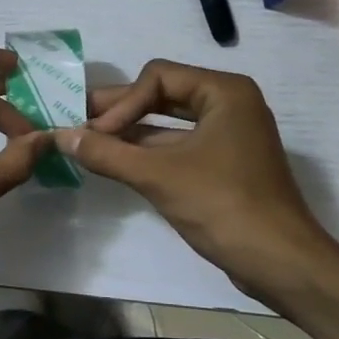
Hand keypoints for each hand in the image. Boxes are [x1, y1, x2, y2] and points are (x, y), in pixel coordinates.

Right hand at [56, 60, 337, 302]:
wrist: (279, 262)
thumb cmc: (222, 205)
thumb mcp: (157, 175)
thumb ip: (106, 153)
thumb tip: (59, 136)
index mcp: (223, 92)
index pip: (157, 76)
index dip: (122, 102)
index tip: (95, 133)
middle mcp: (228, 105)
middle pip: (161, 94)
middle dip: (120, 111)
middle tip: (77, 123)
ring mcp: (228, 136)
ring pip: (167, 123)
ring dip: (129, 133)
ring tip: (88, 144)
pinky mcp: (223, 165)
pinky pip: (177, 146)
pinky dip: (147, 152)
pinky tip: (115, 163)